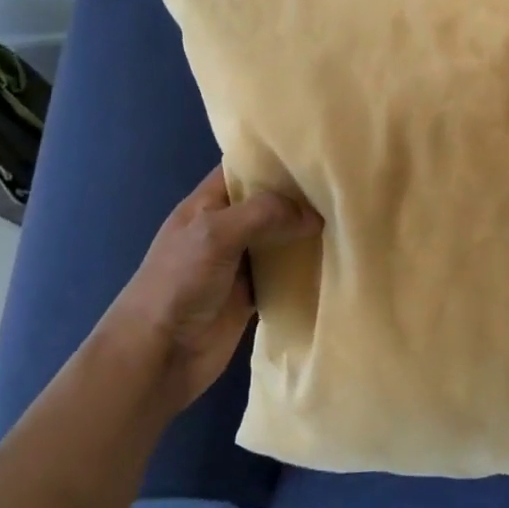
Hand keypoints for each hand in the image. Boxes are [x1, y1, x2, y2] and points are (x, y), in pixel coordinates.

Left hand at [100, 164, 321, 413]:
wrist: (157, 356)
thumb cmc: (177, 284)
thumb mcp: (215, 234)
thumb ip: (263, 214)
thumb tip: (313, 215)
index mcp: (207, 204)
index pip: (243, 168)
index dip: (274, 158)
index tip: (316, 151)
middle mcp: (225, 228)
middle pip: (268, 203)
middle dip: (300, 196)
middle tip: (346, 184)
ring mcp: (239, 264)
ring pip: (280, 238)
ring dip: (306, 233)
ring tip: (351, 217)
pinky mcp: (252, 296)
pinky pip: (284, 275)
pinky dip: (305, 269)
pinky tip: (336, 259)